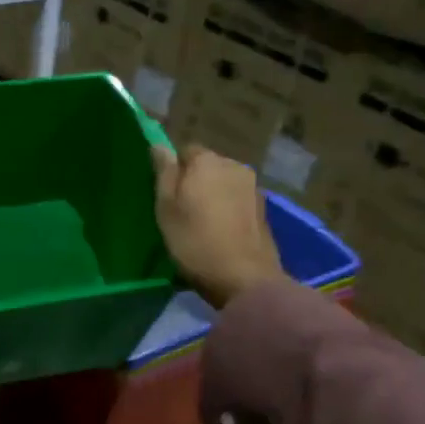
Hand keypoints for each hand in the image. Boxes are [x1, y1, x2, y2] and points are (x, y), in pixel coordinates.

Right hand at [151, 144, 286, 309]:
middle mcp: (235, 166)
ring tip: (202, 224)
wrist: (244, 278)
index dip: (173, 171)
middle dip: (195, 182)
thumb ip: (164, 173)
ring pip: (224, 184)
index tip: (166, 195)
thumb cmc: (195, 240)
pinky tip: (221, 232)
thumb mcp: (167, 208)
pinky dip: (228, 210)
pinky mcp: (264, 210)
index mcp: (208, 161)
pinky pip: (238, 201)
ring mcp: (253, 188)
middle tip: (182, 212)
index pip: (185, 151)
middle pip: (208, 166)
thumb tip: (159, 145)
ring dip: (213, 196)